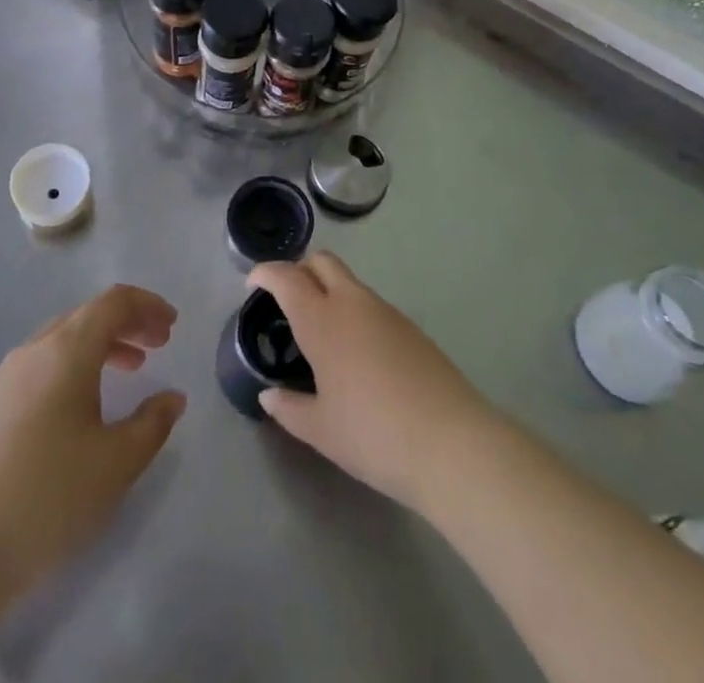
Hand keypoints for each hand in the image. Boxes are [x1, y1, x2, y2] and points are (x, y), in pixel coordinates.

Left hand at [0, 285, 187, 592]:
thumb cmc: (47, 496)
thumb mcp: (116, 463)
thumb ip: (152, 423)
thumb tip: (172, 398)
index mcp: (68, 349)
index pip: (114, 301)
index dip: (148, 305)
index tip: (172, 325)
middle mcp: (37, 348)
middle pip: (89, 314)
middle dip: (129, 322)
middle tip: (160, 344)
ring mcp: (9, 375)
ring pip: (66, 338)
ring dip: (104, 343)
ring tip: (132, 369)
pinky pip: (47, 361)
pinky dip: (78, 364)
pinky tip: (87, 403)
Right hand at [247, 254, 497, 510]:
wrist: (451, 442)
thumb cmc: (373, 435)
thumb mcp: (321, 430)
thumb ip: (289, 408)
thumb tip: (270, 394)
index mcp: (322, 321)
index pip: (287, 278)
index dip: (265, 273)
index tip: (251, 285)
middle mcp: (352, 303)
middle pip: (321, 262)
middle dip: (299, 270)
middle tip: (285, 300)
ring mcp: (385, 311)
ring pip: (348, 281)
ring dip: (328, 290)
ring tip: (319, 333)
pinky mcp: (410, 326)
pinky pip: (370, 303)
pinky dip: (353, 310)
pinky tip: (355, 353)